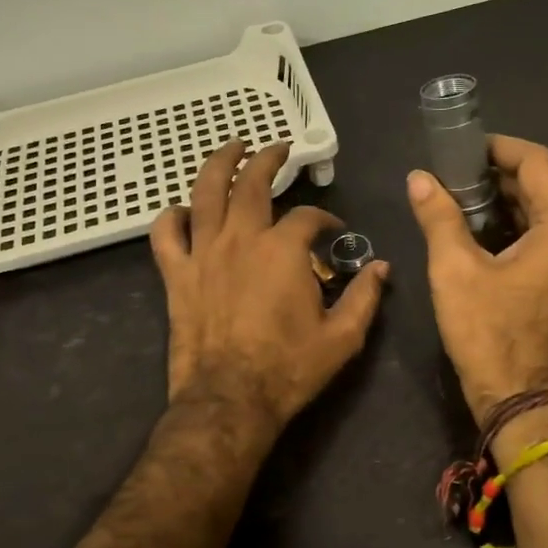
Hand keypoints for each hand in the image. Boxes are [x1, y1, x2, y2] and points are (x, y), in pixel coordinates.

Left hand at [150, 141, 388, 435]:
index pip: (308, 216)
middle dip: (267, 159)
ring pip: (205, 192)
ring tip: (231, 148)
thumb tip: (382, 267)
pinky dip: (172, 216)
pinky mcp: (176, 275)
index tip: (334, 229)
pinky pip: (165, 234)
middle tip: (277, 147)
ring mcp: (203, 253)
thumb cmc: (289, 369)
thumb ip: (364, 296)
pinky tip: (182, 210)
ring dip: (219, 163)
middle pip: (251, 182)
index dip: (325, 218)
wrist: (230, 400)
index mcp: (283, 249)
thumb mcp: (343, 337)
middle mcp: (241, 238)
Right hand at [407, 135, 547, 425]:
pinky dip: (514, 229)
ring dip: (504, 203)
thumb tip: (419, 179)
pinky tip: (477, 234)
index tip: (460, 149)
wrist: (523, 402)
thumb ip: (439, 217)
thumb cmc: (490, 335)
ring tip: (457, 201)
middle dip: (497, 176)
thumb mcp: (456, 272)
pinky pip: (545, 240)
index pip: (537, 162)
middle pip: (543, 187)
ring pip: (544, 214)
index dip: (498, 148)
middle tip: (450, 175)